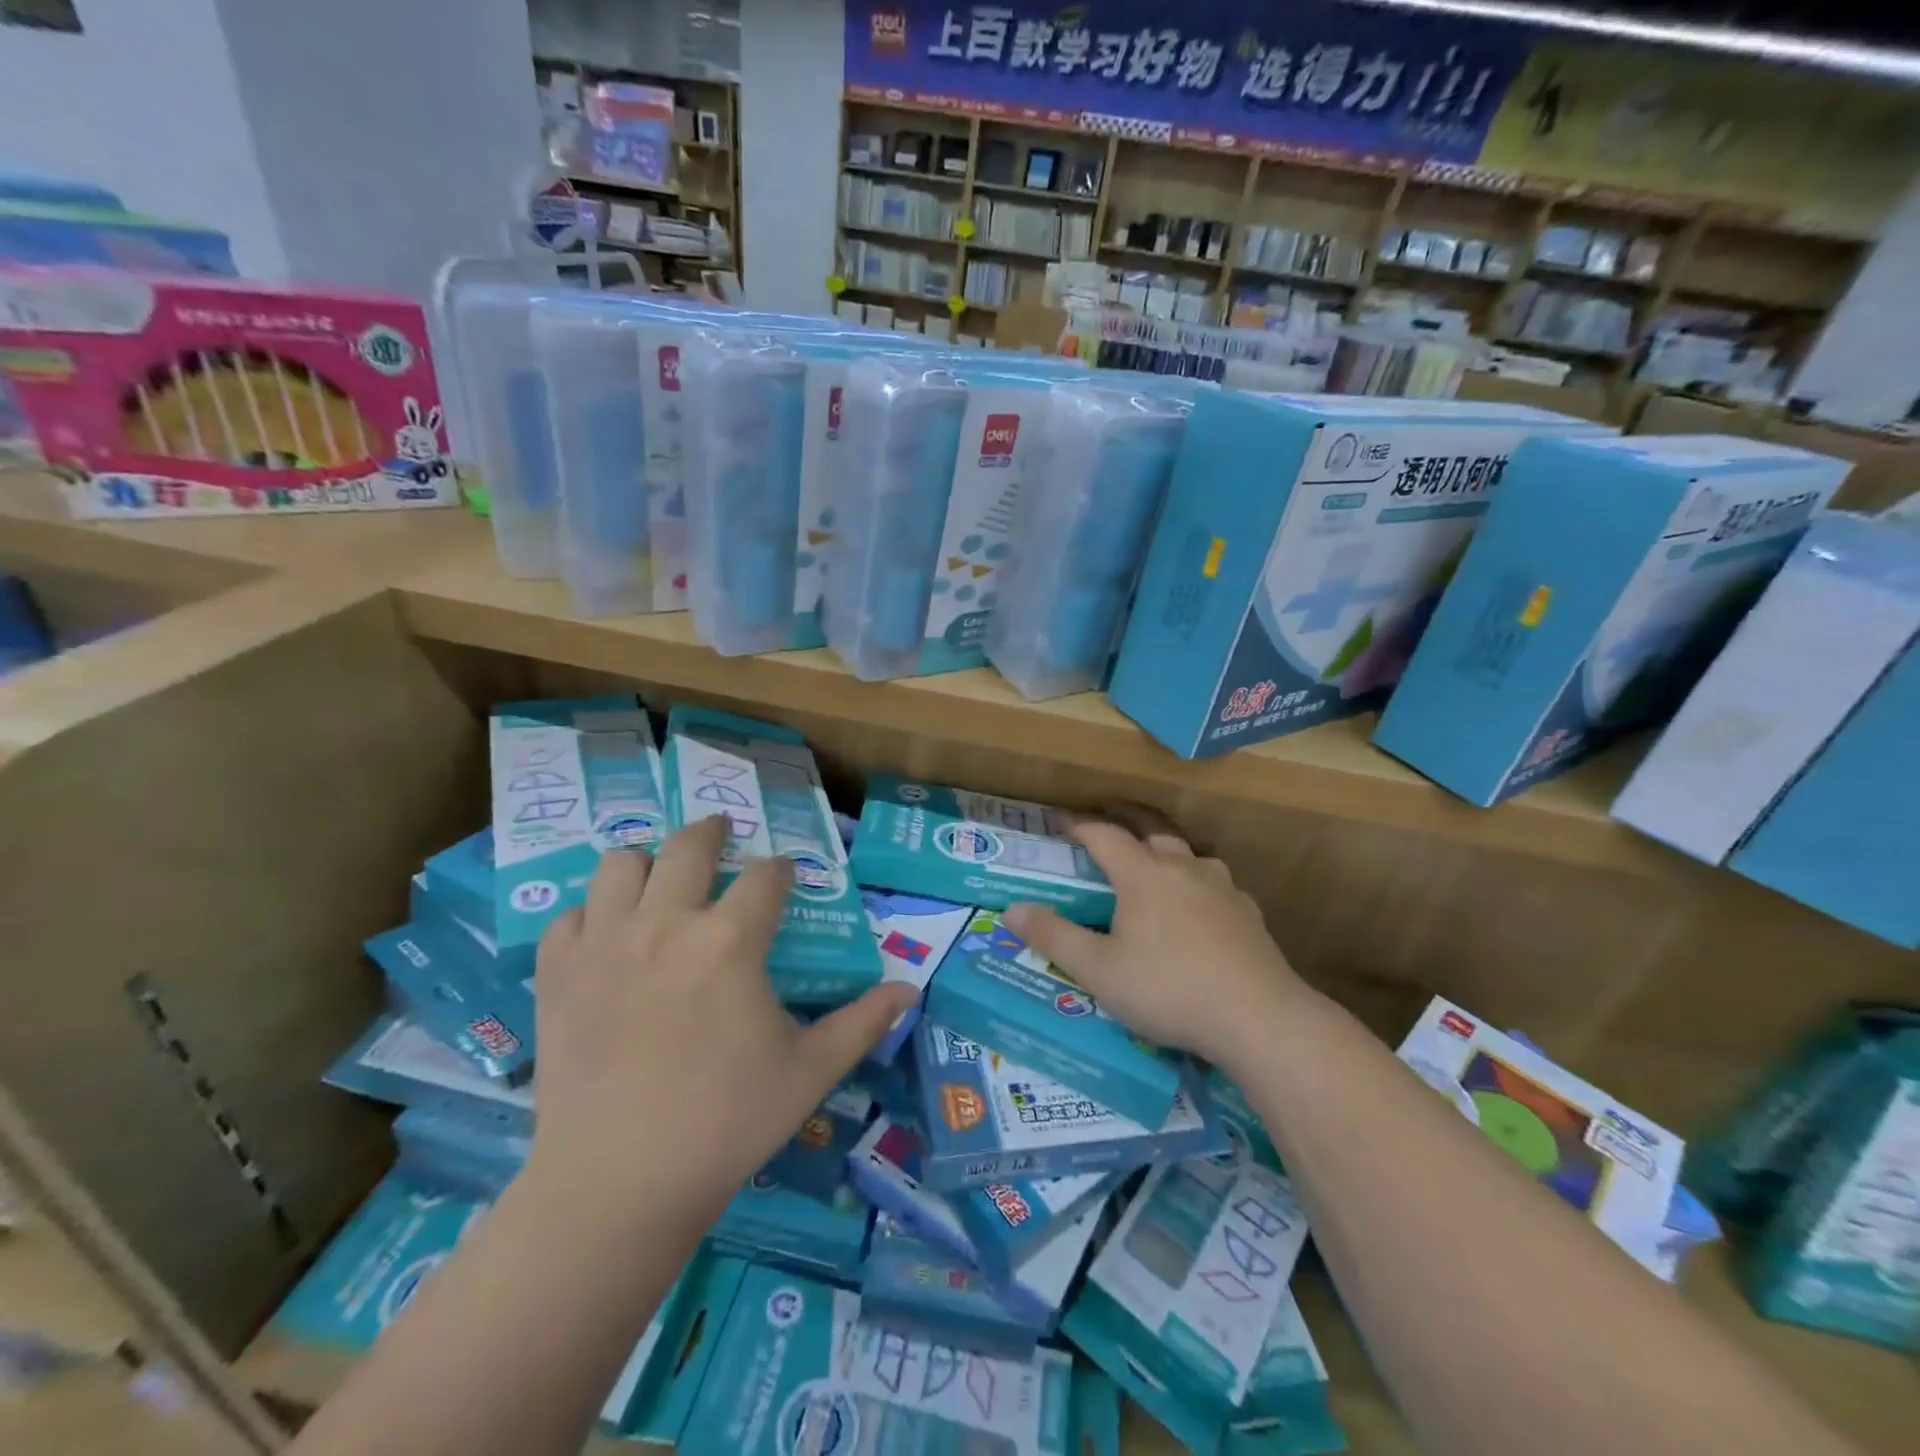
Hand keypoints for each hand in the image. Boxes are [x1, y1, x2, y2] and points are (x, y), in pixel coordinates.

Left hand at [525, 815, 917, 1231]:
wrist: (617, 1183)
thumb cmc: (726, 1122)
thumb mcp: (810, 1072)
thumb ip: (863, 1023)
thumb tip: (910, 990)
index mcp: (730, 941)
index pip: (766, 876)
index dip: (782, 869)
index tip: (786, 876)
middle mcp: (666, 923)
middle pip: (689, 845)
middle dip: (712, 831)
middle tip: (722, 833)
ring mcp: (604, 942)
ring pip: (621, 864)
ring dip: (646, 862)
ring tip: (660, 878)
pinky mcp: (557, 972)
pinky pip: (570, 916)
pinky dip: (591, 915)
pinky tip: (606, 935)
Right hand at [1002, 821, 1309, 1069]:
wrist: (1258, 1018)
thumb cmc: (1168, 989)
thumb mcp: (1098, 971)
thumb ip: (1053, 937)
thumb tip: (1012, 909)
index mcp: (1143, 875)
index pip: (1105, 836)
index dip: (1080, 826)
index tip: (1061, 823)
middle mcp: (1183, 868)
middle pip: (1151, 831)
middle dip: (1125, 824)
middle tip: (1106, 829)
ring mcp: (1222, 888)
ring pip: (1190, 854)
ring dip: (1167, 852)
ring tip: (1155, 865)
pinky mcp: (1248, 914)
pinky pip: (1218, 885)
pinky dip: (1200, 885)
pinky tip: (1202, 907)